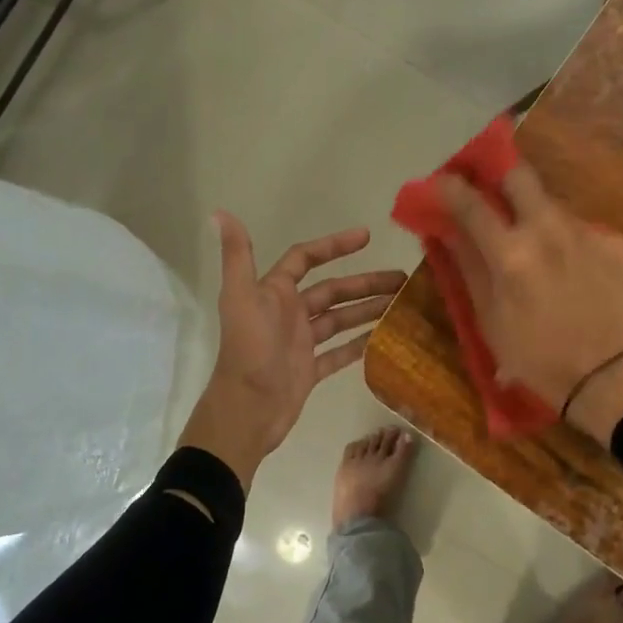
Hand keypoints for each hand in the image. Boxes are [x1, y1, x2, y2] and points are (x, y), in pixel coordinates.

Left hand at [178, 214, 406, 485]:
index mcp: (274, 293)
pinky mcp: (309, 370)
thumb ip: (236, 256)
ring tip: (402, 305)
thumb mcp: (241, 298)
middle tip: (402, 279)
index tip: (367, 236)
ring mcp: (300, 343)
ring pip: (340, 320)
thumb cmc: (249, 350)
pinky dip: (360, 345)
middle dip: (365, 283)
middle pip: (332, 290)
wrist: (247, 409)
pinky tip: (385, 339)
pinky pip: (340, 352)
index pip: (306, 259)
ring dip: (368, 310)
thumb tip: (220, 213)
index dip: (334, 246)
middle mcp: (288, 313)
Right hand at [439, 162, 622, 444]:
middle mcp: (548, 230)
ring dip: (536, 216)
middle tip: (494, 198)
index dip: (450, 188)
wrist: (603, 376)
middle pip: (520, 175)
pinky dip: (568, 242)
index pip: (471, 204)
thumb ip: (469, 267)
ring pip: (552, 204)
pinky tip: (571, 270)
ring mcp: (585, 233)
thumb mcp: (489, 318)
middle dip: (501, 179)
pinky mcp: (614, 244)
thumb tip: (448, 232)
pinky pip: (580, 229)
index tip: (441, 183)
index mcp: (510, 253)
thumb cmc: (534, 356)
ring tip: (537, 249)